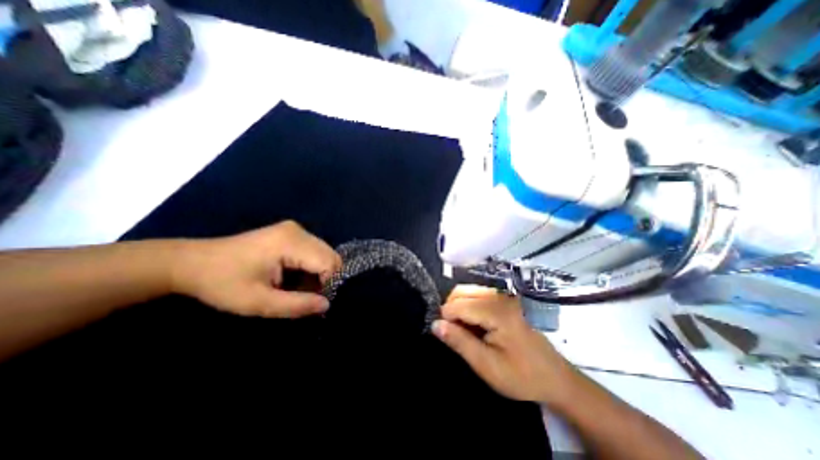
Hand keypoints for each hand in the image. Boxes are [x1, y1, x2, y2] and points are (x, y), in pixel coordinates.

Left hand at [171, 222, 340, 320]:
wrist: (192, 263)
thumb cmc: (222, 283)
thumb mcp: (258, 302)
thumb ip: (296, 305)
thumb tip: (327, 305)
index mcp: (291, 242)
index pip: (329, 262)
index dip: (328, 284)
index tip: (312, 302)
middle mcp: (299, 231)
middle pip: (330, 256)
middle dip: (326, 278)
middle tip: (306, 297)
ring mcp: (296, 230)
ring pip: (325, 254)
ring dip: (319, 273)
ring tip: (298, 288)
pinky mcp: (292, 233)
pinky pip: (315, 251)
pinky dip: (312, 267)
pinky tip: (295, 277)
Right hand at [435, 287, 574, 403]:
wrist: (556, 378)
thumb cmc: (522, 376)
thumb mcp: (487, 365)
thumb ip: (459, 342)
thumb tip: (434, 324)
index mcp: (496, 311)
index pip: (458, 304)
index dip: (446, 319)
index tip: (447, 337)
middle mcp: (499, 297)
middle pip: (461, 291)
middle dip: (450, 309)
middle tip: (454, 333)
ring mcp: (503, 297)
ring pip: (468, 291)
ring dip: (458, 307)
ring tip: (463, 330)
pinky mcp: (505, 301)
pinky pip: (477, 295)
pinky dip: (468, 306)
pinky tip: (473, 324)